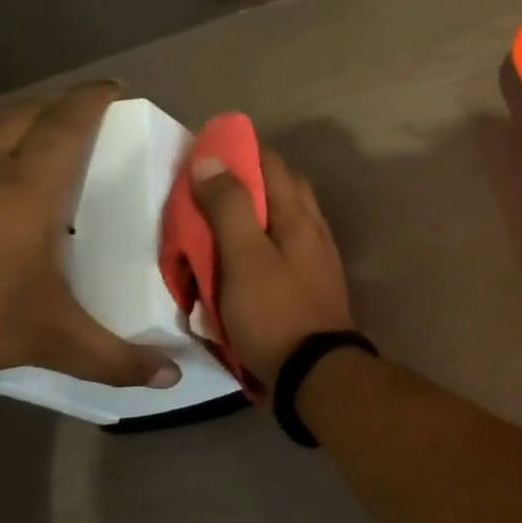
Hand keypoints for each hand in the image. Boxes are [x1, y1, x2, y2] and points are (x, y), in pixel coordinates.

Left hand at [0, 82, 180, 388]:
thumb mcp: (51, 338)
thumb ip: (114, 357)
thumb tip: (172, 379)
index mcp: (27, 185)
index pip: (66, 123)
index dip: (93, 99)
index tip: (116, 87)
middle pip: (24, 112)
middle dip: (58, 104)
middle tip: (85, 114)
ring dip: (16, 120)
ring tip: (37, 136)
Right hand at [191, 147, 353, 384]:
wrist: (315, 371)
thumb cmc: (274, 312)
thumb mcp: (244, 258)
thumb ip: (229, 208)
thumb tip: (212, 159)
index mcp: (299, 216)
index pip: (271, 163)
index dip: (239, 151)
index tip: (204, 151)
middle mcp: (314, 228)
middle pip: (282, 188)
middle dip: (247, 179)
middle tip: (207, 188)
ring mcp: (317, 257)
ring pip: (284, 218)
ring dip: (255, 211)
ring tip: (218, 222)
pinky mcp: (312, 282)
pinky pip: (284, 247)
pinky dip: (262, 241)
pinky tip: (242, 257)